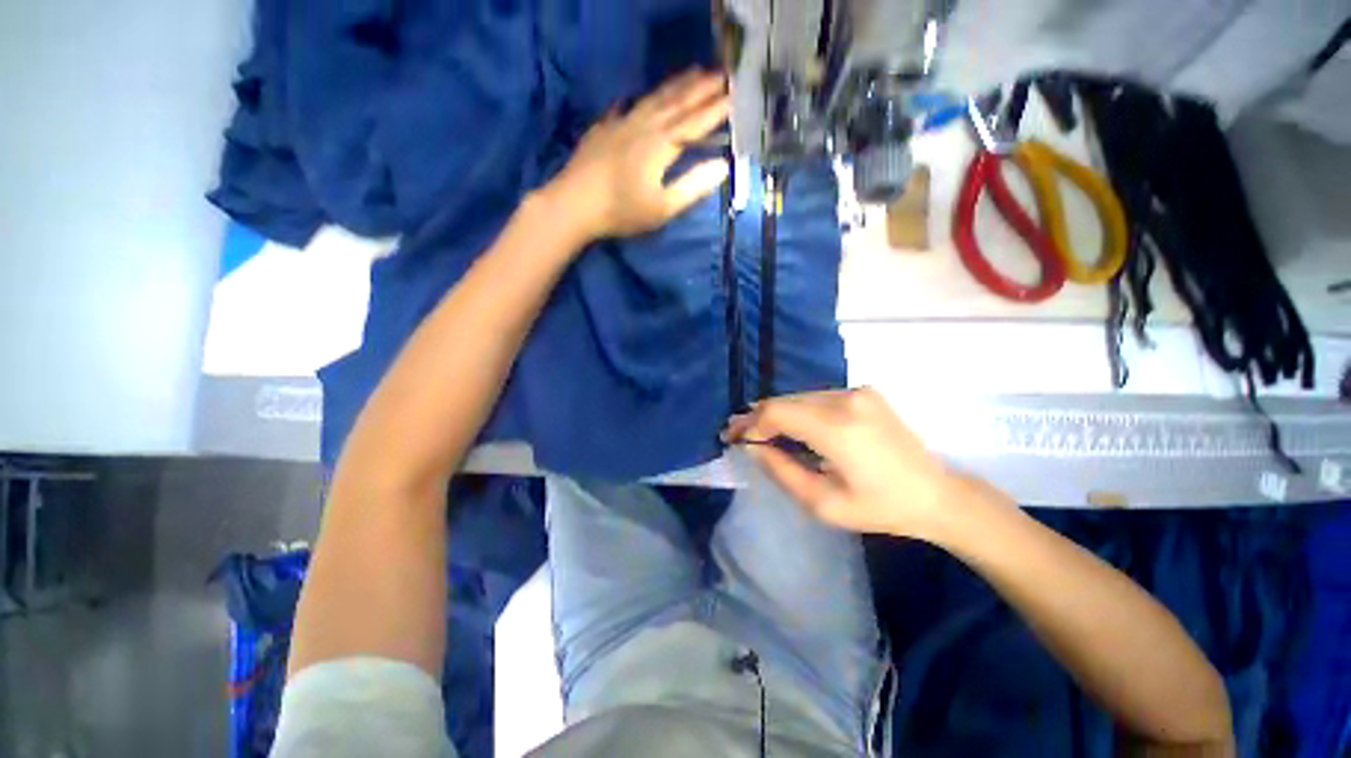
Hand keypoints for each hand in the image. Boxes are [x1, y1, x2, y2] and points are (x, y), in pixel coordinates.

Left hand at [545, 69, 730, 242]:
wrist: (573, 205)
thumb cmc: (621, 211)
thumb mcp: (662, 207)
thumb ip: (693, 187)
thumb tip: (722, 166)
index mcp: (661, 145)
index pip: (695, 122)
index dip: (716, 109)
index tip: (735, 95)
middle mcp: (643, 126)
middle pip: (676, 102)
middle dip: (701, 88)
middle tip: (721, 74)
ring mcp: (620, 123)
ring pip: (653, 98)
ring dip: (675, 85)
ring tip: (692, 72)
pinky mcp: (603, 129)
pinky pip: (625, 107)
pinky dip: (638, 99)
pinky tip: (637, 96)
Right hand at [723, 388, 960, 540]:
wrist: (936, 494)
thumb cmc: (880, 508)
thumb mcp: (824, 504)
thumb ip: (782, 471)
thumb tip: (753, 447)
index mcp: (839, 429)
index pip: (777, 413)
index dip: (750, 424)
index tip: (732, 438)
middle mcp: (846, 399)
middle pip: (785, 401)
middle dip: (758, 417)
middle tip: (737, 433)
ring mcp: (857, 392)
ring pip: (799, 398)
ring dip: (777, 414)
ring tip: (759, 432)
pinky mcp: (864, 392)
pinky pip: (817, 398)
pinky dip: (798, 411)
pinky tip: (792, 428)